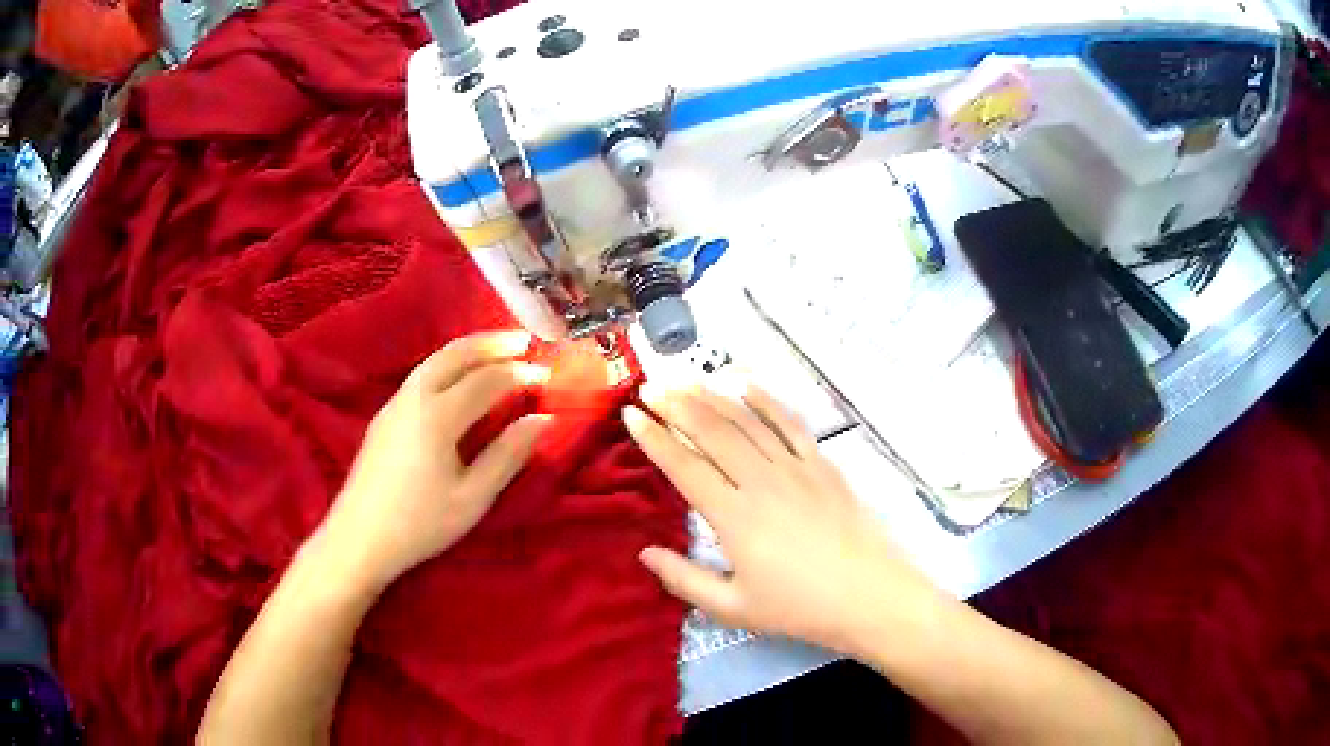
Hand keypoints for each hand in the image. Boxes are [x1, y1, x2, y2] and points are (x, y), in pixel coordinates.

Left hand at [320, 331, 550, 591]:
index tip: (546, 375)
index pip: (486, 381)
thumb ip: (507, 455)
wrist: (359, 538)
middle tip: (524, 339)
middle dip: (491, 343)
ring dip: (468, 349)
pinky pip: (421, 374)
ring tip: (496, 349)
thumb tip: (543, 420)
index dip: (518, 374)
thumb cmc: (420, 524)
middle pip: (455, 355)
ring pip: (434, 361)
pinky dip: (448, 363)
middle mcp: (414, 398)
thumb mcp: (472, 498)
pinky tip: (458, 377)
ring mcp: (394, 404)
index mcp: (438, 417)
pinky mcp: (384, 415)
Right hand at [625, 380, 942, 654]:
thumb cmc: (799, 608)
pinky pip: (789, 423)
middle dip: (676, 404)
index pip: (684, 467)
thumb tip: (644, 553)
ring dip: (711, 396)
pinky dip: (765, 399)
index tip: (631, 415)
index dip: (653, 438)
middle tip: (650, 386)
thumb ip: (684, 579)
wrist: (870, 596)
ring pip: (746, 420)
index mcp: (734, 518)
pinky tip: (745, 383)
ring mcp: (795, 468)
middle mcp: (761, 482)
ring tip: (684, 379)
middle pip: (711, 432)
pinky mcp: (822, 464)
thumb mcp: (733, 608)